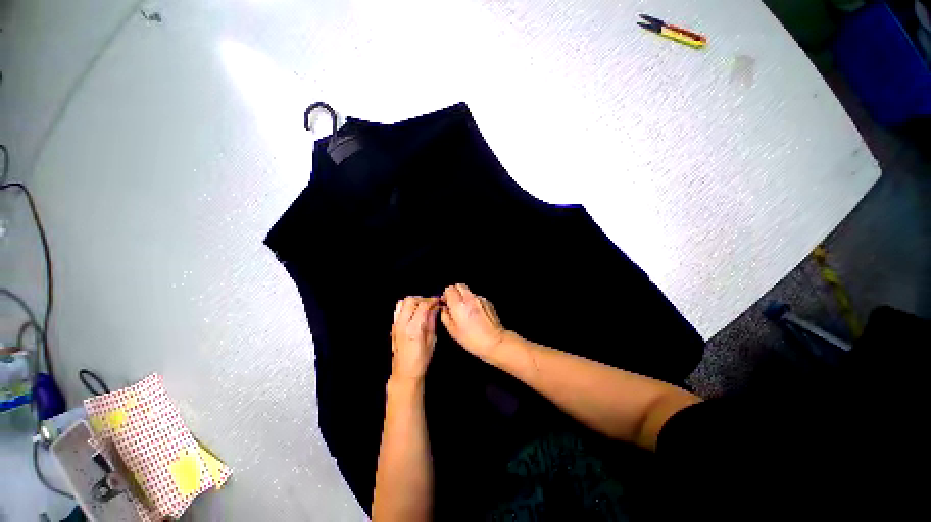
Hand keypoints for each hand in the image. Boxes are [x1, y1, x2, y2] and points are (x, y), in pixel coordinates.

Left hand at [391, 296, 440, 380]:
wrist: (405, 371)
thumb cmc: (421, 359)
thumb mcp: (432, 340)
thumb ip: (432, 321)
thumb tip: (435, 308)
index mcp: (414, 328)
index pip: (423, 305)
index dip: (432, 300)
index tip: (438, 301)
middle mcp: (403, 323)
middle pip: (411, 300)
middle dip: (422, 299)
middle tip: (431, 303)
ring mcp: (396, 324)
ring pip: (402, 302)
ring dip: (413, 302)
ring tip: (422, 306)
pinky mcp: (393, 326)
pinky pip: (398, 310)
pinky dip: (407, 307)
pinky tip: (414, 313)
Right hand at [440, 284, 505, 360]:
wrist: (494, 342)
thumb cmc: (471, 339)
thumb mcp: (453, 331)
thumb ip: (445, 316)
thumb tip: (444, 308)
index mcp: (459, 304)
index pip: (449, 289)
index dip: (446, 295)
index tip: (446, 304)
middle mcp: (469, 298)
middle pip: (459, 285)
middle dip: (455, 292)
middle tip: (455, 304)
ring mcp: (480, 299)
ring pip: (469, 292)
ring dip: (465, 298)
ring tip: (467, 312)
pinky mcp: (488, 302)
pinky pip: (477, 298)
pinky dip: (474, 302)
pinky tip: (476, 315)